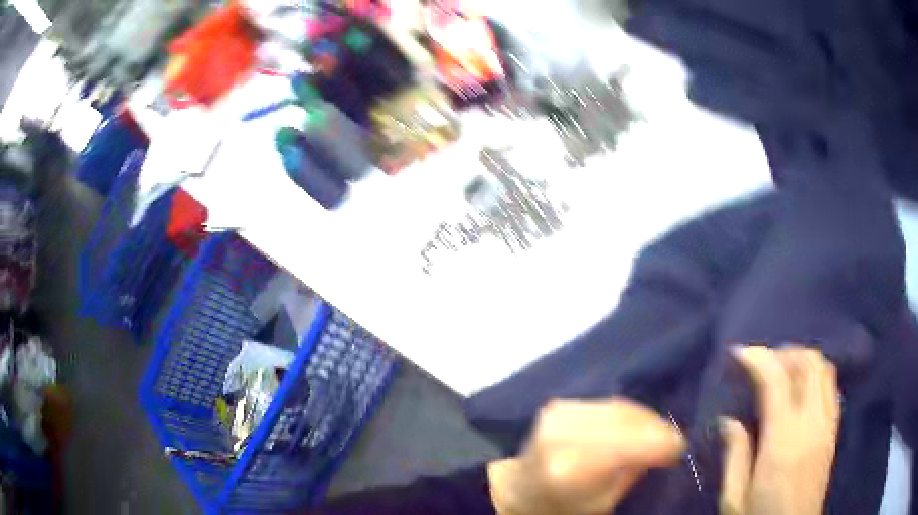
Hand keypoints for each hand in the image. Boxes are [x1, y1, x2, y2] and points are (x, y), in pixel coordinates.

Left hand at [488, 398, 685, 514]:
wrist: (519, 489)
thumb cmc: (563, 506)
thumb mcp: (603, 502)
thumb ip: (632, 472)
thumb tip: (664, 446)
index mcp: (569, 469)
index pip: (626, 446)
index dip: (660, 443)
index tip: (680, 448)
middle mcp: (560, 435)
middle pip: (625, 420)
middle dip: (656, 429)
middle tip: (674, 441)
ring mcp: (557, 415)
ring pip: (619, 407)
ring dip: (645, 419)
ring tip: (658, 434)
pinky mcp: (560, 405)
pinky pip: (608, 403)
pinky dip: (628, 413)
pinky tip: (637, 426)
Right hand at [720, 346, 840, 514]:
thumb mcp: (735, 499)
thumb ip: (735, 456)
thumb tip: (729, 420)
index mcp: (783, 442)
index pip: (777, 381)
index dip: (758, 358)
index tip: (739, 353)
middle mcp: (812, 424)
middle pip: (808, 364)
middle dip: (784, 353)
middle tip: (762, 363)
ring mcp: (827, 425)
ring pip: (824, 370)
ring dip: (803, 361)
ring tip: (782, 371)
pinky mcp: (834, 431)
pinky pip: (832, 387)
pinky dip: (817, 375)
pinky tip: (802, 389)